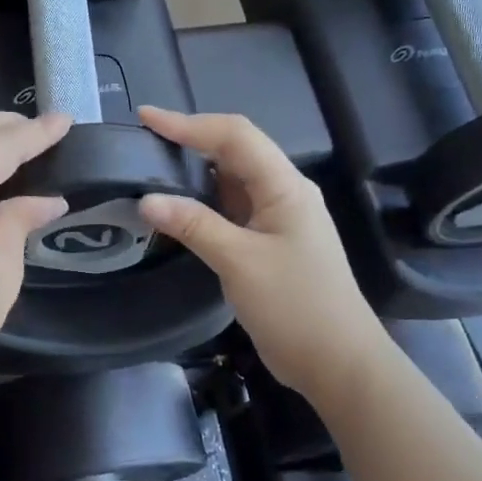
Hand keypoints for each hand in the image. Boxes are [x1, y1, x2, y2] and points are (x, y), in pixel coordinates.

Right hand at [137, 107, 387, 403]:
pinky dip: (202, 203)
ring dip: (195, 171)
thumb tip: (146, 199)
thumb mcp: (239, 262)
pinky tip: (177, 208)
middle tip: (143, 141)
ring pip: (232, 181)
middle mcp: (284, 193)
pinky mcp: (269, 243)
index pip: (234, 136)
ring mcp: (278, 219)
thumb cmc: (295, 306)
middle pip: (235, 152)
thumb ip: (193, 225)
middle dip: (190, 139)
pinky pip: (232, 209)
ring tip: (152, 166)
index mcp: (285, 186)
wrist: (338, 362)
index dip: (188, 123)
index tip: (145, 118)